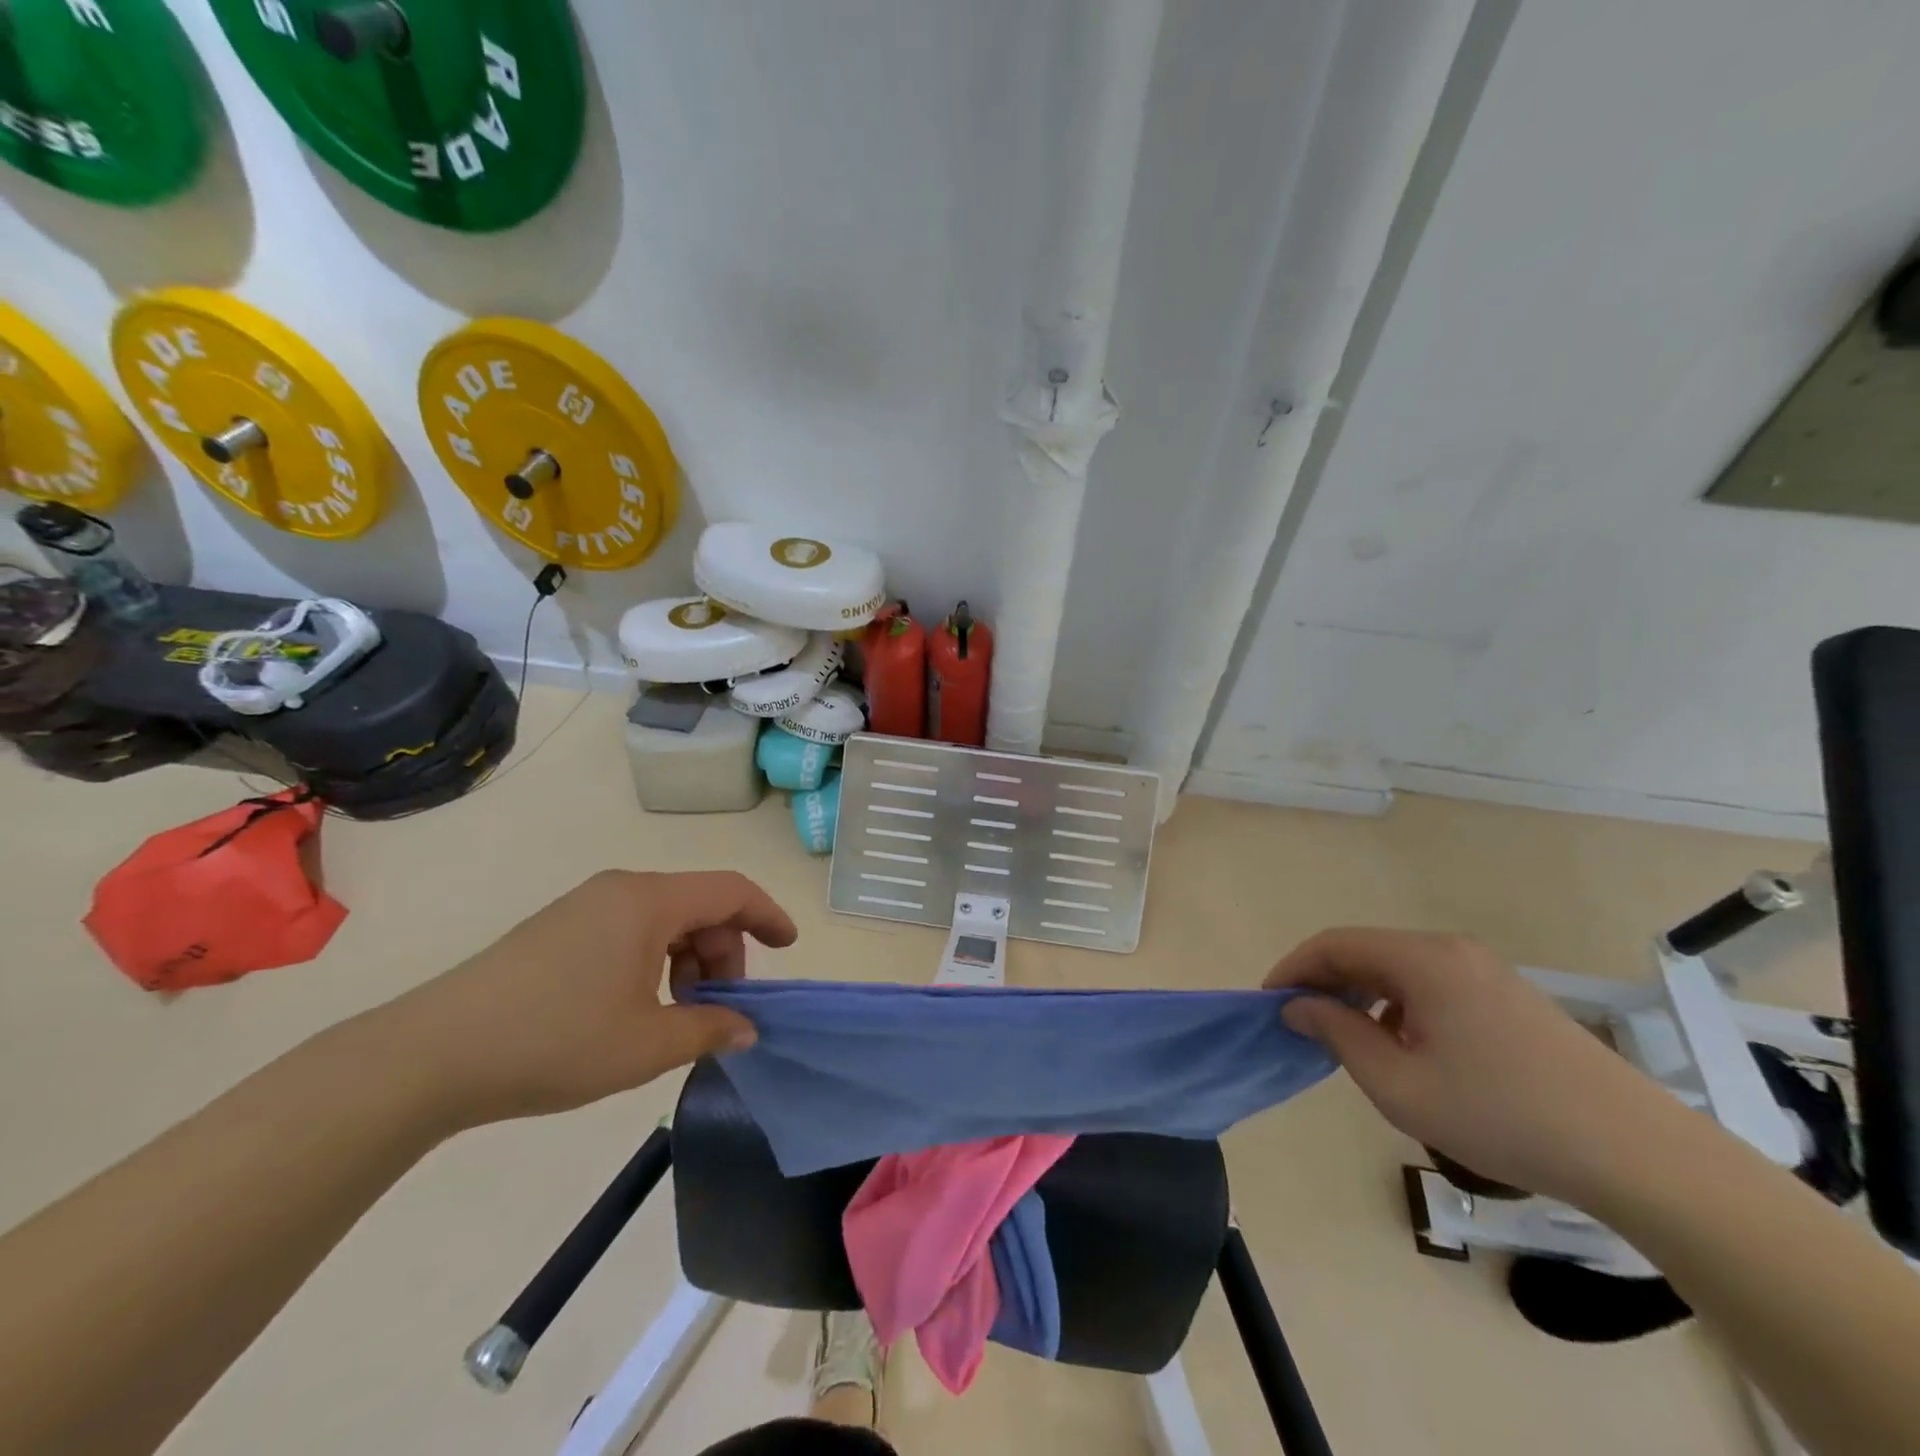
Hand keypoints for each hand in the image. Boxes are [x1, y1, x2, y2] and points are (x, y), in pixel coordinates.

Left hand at [374, 870, 796, 1128]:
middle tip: (720, 1008)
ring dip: (687, 961)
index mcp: (649, 901)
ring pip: (663, 920)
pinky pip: (629, 930)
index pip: (731, 891)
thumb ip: (709, 1030)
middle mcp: (621, 890)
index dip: (767, 916)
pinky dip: (653, 961)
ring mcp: (585, 906)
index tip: (787, 948)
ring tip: (676, 1016)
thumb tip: (746, 1028)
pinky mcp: (558, 929)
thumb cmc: (555, 1040)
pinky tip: (636, 1009)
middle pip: (698, 906)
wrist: (430, 1055)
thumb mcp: (646, 1045)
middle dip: (723, 952)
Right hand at [1267, 929, 1676, 1205]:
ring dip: (1361, 995)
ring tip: (1347, 1039)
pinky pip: (1432, 986)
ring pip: (1399, 969)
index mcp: (1422, 959)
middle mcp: (1451, 950)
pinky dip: (1398, 1005)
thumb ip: (1338, 1034)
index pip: (1334, 944)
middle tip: (1300, 1023)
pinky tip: (1404, 1048)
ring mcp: (1485, 971)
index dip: (1293, 968)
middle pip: (1366, 951)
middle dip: (1325, 982)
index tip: (1268, 1002)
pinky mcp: (1509, 997)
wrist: (1636, 1154)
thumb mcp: (1398, 1083)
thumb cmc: (1500, 1114)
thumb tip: (1299, 1006)